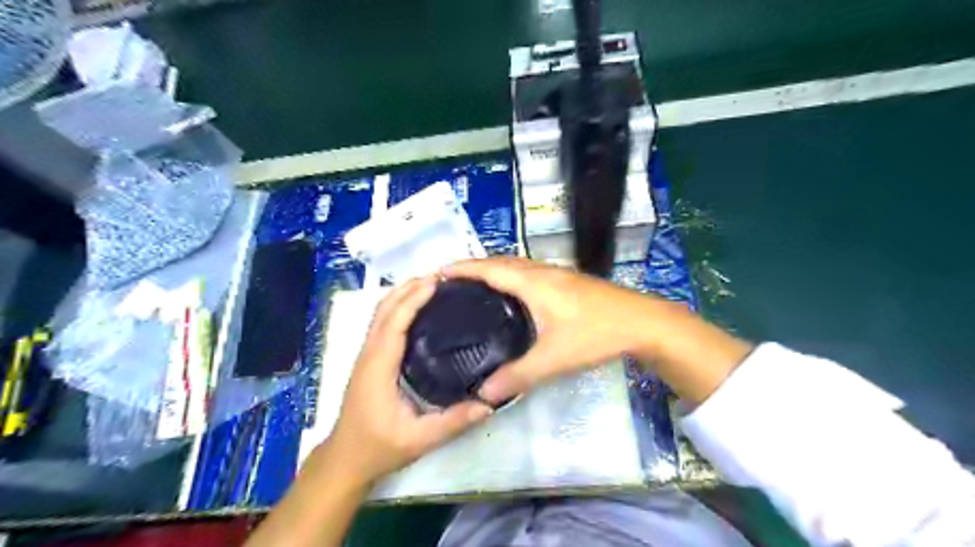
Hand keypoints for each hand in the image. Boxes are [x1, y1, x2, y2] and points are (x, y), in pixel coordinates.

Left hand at [324, 277, 495, 486]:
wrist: (346, 458)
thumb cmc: (379, 447)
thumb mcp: (419, 439)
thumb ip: (453, 422)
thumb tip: (489, 403)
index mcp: (379, 367)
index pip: (393, 322)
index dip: (412, 299)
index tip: (436, 282)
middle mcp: (369, 353)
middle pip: (384, 308)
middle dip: (409, 288)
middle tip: (441, 276)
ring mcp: (367, 354)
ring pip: (381, 312)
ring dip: (402, 293)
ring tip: (431, 284)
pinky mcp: (370, 357)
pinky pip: (382, 321)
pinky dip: (398, 305)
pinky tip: (417, 306)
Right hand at [444, 253, 674, 401]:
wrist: (643, 322)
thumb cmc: (595, 334)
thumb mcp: (554, 358)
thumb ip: (517, 376)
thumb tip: (483, 394)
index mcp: (533, 282)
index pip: (489, 268)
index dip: (463, 268)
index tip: (438, 271)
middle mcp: (543, 271)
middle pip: (501, 261)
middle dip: (475, 266)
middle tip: (451, 282)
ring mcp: (558, 274)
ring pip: (518, 265)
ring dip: (495, 269)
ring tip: (475, 286)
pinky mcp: (569, 282)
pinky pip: (530, 272)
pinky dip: (512, 276)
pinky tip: (512, 295)